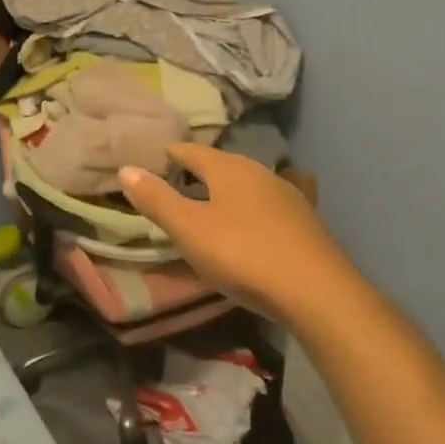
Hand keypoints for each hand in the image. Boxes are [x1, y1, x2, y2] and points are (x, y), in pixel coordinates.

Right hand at [119, 143, 354, 322]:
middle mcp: (259, 173)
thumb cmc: (244, 254)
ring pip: (247, 185)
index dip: (173, 152)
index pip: (193, 151)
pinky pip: (266, 207)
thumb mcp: (189, 229)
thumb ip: (157, 200)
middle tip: (178, 179)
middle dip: (200, 170)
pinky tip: (248, 228)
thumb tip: (126, 168)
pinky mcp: (305, 224)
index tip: (157, 155)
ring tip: (209, 204)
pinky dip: (248, 211)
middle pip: (222, 165)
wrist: (319, 292)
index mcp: (229, 168)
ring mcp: (287, 197)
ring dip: (226, 191)